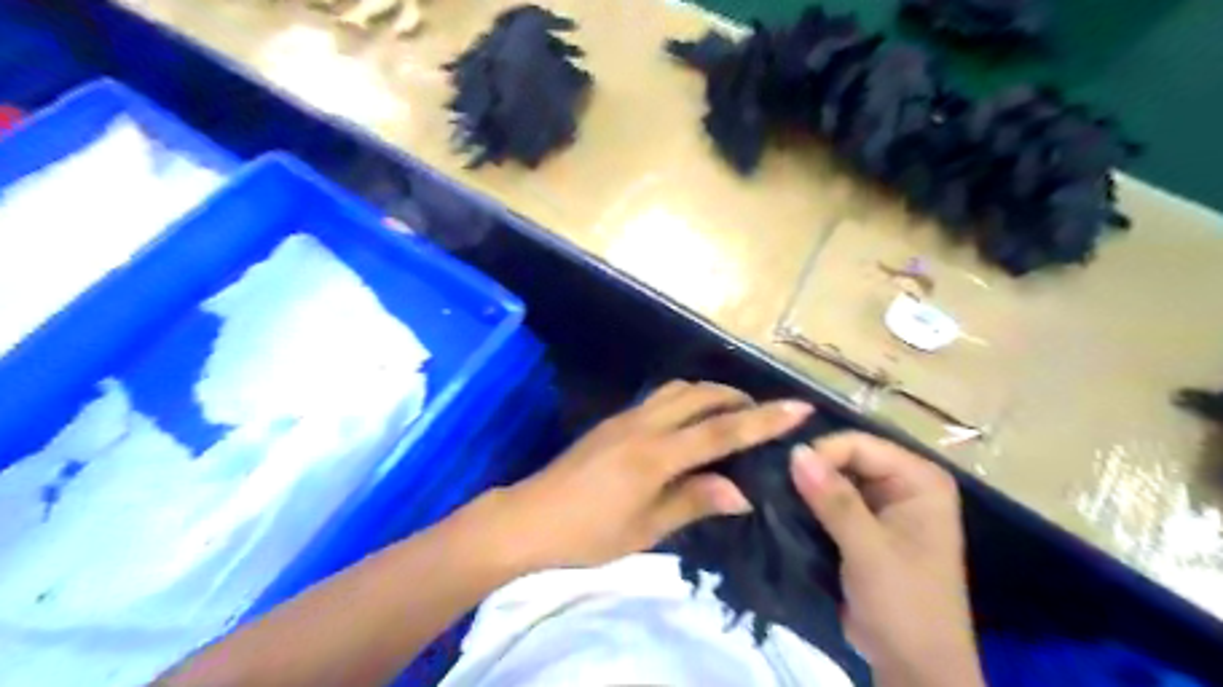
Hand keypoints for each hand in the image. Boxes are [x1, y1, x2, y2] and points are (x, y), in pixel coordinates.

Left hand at [486, 380, 809, 567]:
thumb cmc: (588, 533)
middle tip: (763, 414)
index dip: (764, 419)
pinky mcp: (614, 421)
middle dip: (738, 397)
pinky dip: (686, 399)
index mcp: (656, 455)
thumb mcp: (646, 529)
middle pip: (701, 395)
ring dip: (710, 393)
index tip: (800, 407)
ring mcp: (626, 418)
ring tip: (731, 413)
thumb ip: (694, 501)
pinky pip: (660, 397)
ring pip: (678, 389)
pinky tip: (691, 421)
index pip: (721, 430)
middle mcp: (644, 426)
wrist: (529, 517)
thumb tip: (742, 492)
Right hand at [793, 435, 980, 686]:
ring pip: (836, 478)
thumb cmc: (904, 606)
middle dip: (811, 468)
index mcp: (920, 480)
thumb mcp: (868, 550)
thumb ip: (833, 499)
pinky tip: (784, 506)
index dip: (822, 453)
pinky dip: (810, 503)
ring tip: (771, 491)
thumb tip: (795, 451)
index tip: (784, 473)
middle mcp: (904, 483)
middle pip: (847, 457)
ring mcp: (884, 504)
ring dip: (807, 486)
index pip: (860, 445)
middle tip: (771, 480)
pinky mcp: (865, 525)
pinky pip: (832, 500)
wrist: (913, 668)